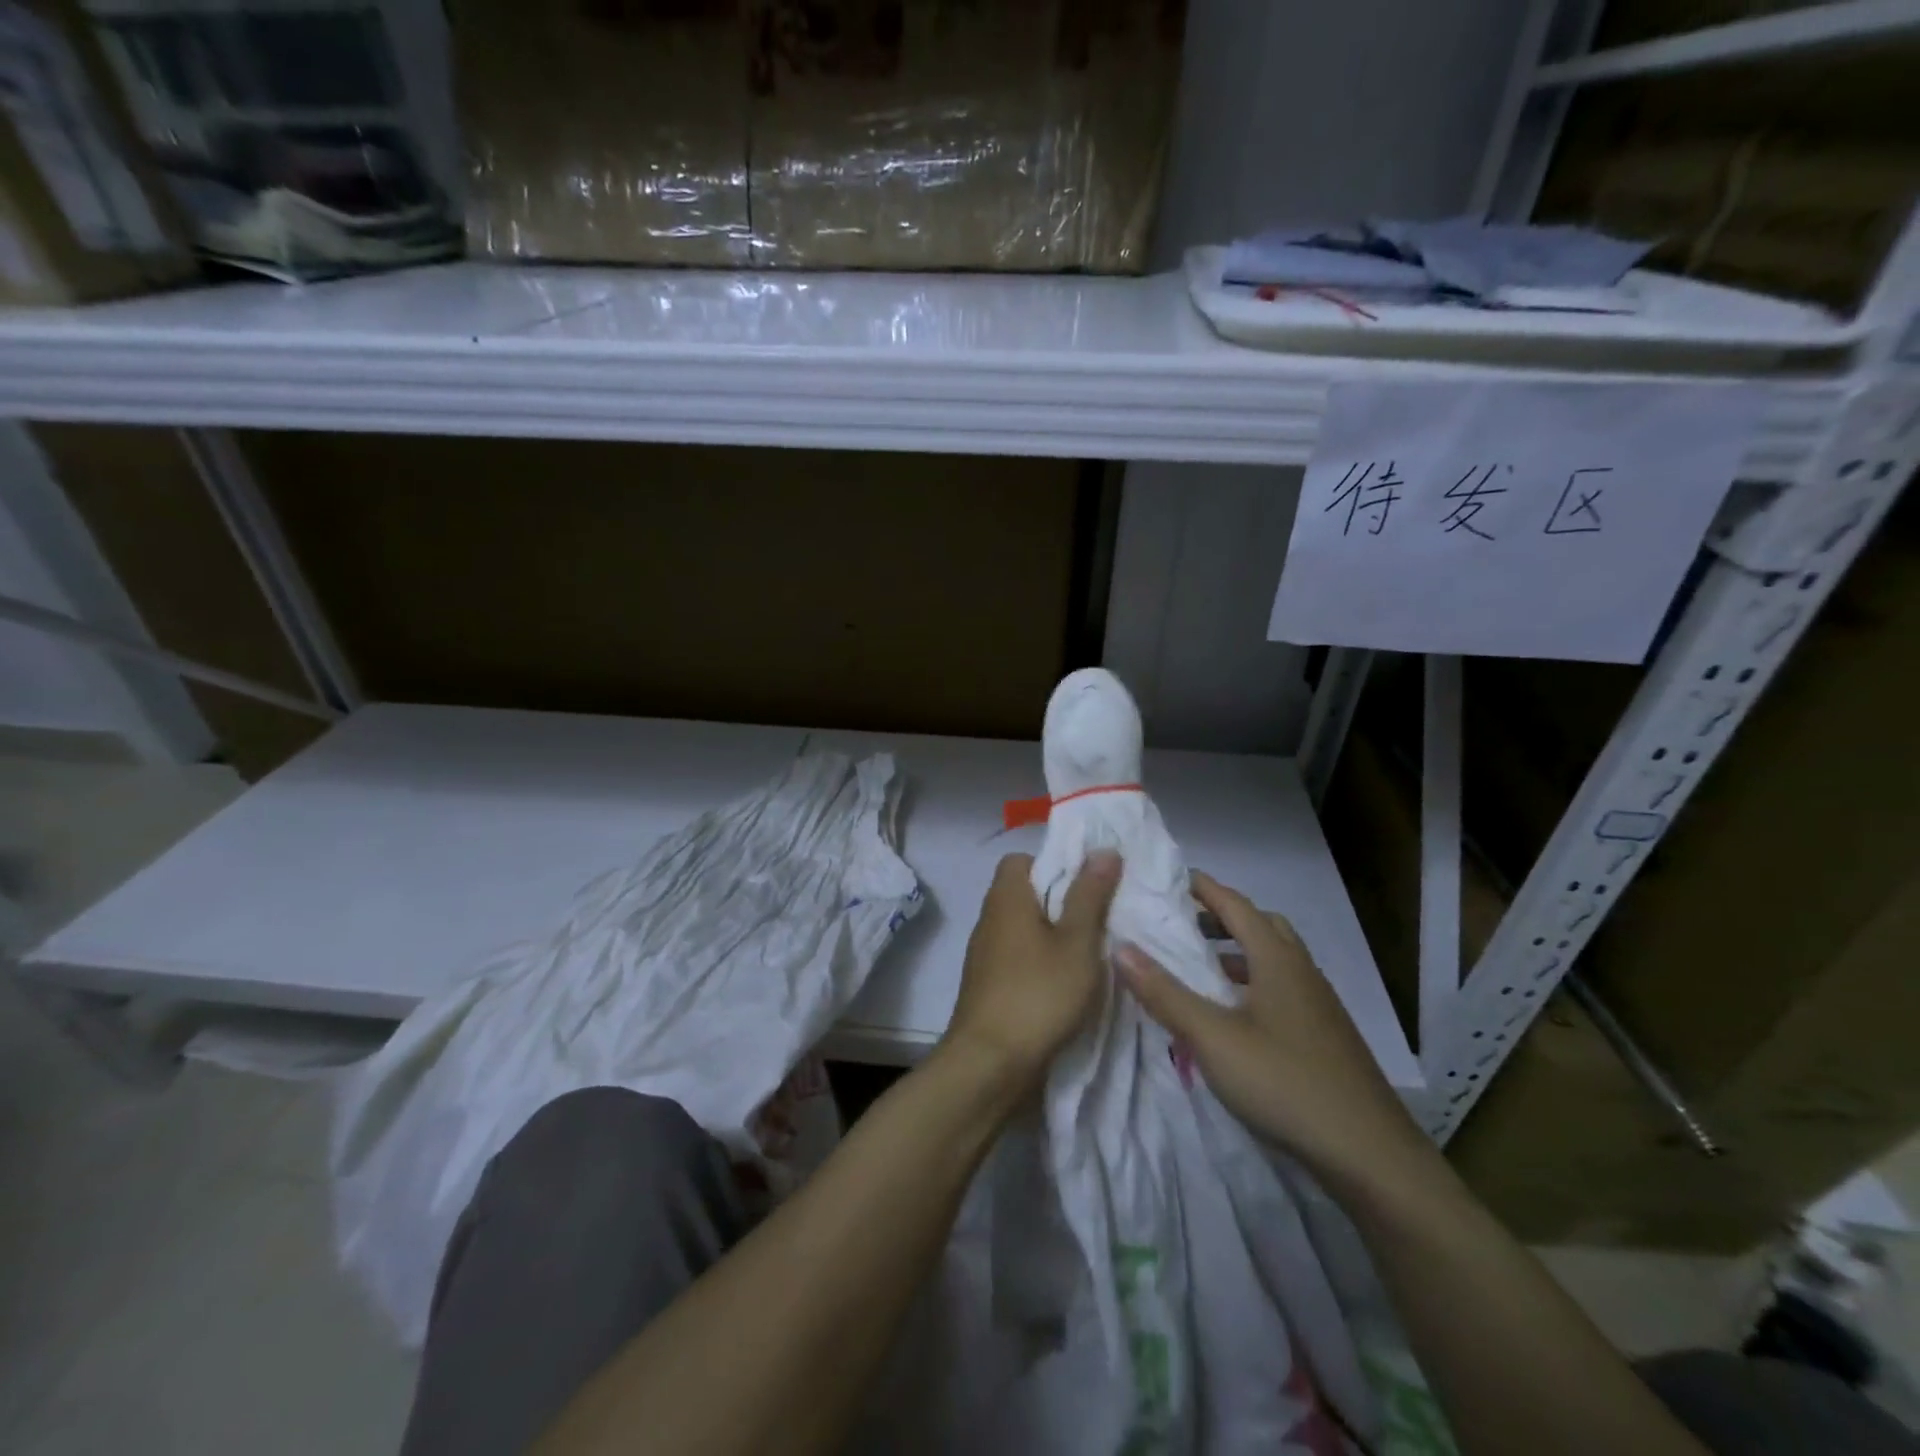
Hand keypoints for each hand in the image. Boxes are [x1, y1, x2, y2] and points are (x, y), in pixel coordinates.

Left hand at [942, 850, 1120, 1094]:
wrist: (989, 1063)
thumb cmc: (1038, 994)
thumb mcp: (1076, 943)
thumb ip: (1089, 895)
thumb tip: (1103, 849)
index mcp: (1006, 898)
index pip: (1021, 859)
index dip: (1054, 863)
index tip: (1086, 883)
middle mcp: (989, 918)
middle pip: (1024, 892)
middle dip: (1060, 900)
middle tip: (1097, 917)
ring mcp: (984, 953)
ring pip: (1022, 927)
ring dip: (1052, 933)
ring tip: (1088, 950)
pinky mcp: (987, 984)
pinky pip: (1017, 955)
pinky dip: (1039, 959)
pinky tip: (1065, 981)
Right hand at [1116, 870, 1431, 1196]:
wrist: (1370, 1155)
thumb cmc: (1285, 1083)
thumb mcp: (1212, 1038)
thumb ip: (1165, 993)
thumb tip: (1120, 948)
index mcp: (1278, 961)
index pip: (1237, 906)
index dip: (1204, 889)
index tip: (1171, 877)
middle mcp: (1302, 973)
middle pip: (1262, 926)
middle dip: (1223, 917)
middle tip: (1184, 924)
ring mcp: (1319, 1006)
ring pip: (1275, 960)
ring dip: (1239, 952)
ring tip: (1202, 967)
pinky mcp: (1325, 1037)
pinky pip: (1283, 990)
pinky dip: (1253, 984)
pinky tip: (1234, 1016)